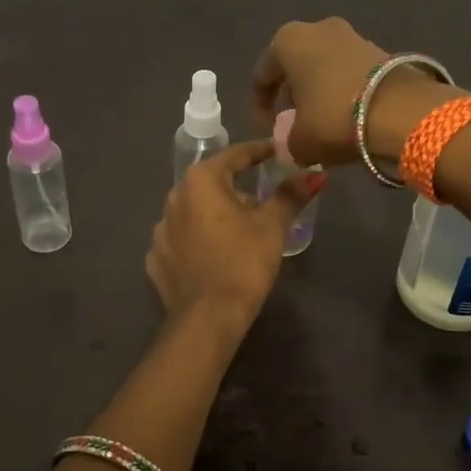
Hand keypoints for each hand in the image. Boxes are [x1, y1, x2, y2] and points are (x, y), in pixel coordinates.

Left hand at [147, 142, 324, 327]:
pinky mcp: (156, 258)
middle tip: (262, 200)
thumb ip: (290, 196)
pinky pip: (182, 240)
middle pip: (212, 183)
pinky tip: (214, 255)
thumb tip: (314, 174)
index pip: (235, 155)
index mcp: (201, 181)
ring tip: (239, 231)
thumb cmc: (243, 262)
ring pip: (194, 212)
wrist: (207, 318)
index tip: (276, 152)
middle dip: (237, 188)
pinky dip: (199, 241)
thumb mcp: (272, 226)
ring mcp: (160, 229)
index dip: (258, 152)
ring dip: (215, 215)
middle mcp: (174, 197)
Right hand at [251, 17, 454, 167]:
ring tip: (322, 122)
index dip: (261, 106)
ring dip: (319, 91)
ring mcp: (352, 35)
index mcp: (288, 41)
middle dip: (292, 94)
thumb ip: (287, 142)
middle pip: (296, 66)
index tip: (267, 130)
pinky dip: (343, 90)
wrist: (402, 111)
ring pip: (324, 66)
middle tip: (294, 123)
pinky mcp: (380, 49)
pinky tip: (347, 115)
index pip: (263, 75)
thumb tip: (292, 145)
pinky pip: (349, 71)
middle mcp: (318, 29)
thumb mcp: (300, 141)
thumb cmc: (334, 118)